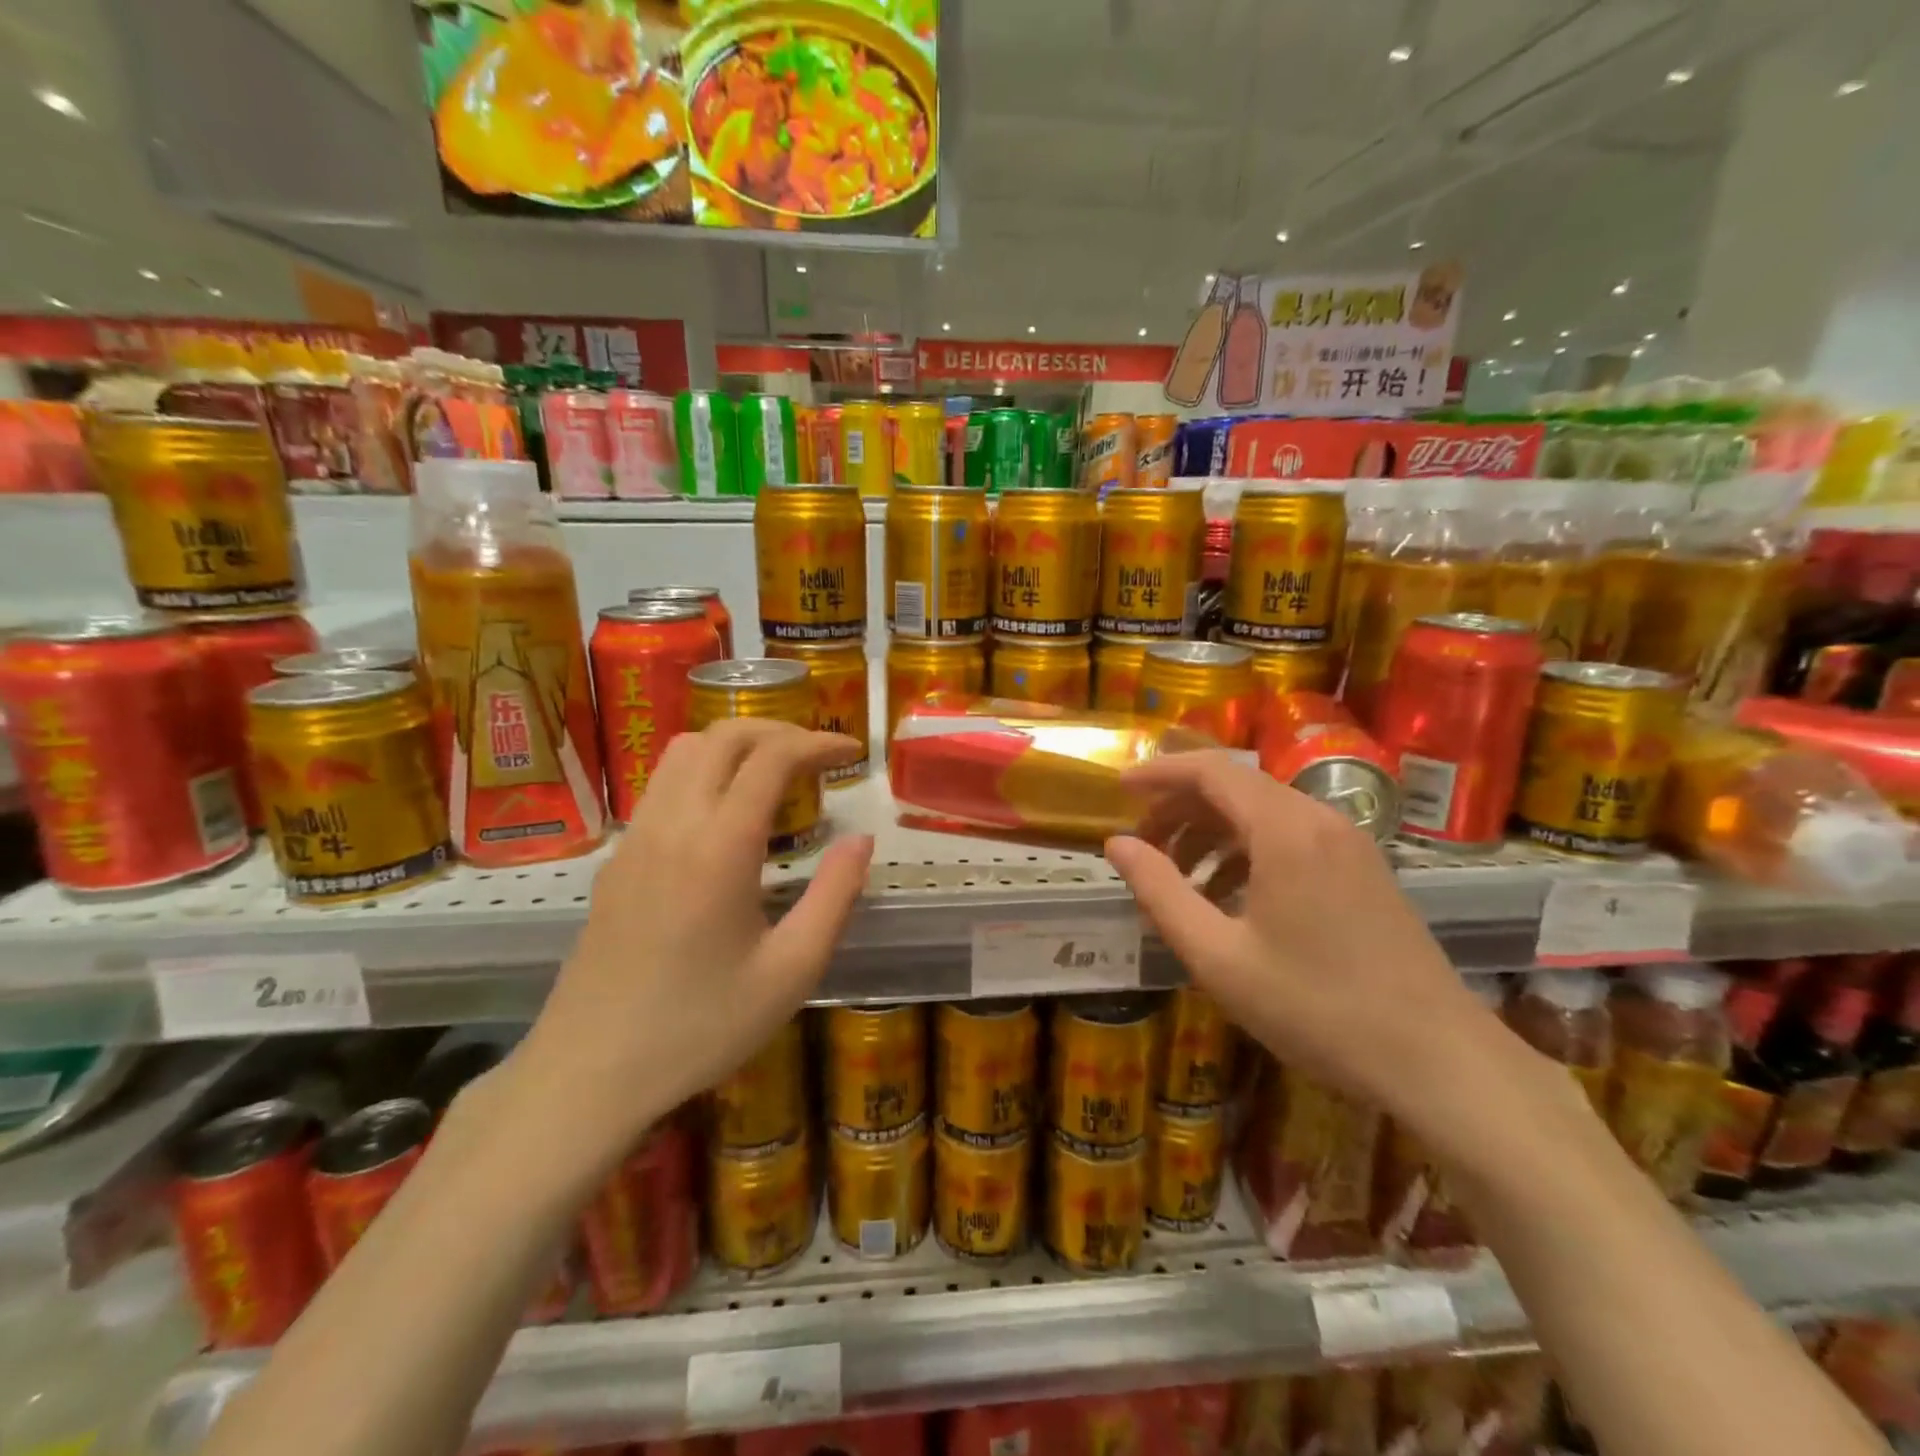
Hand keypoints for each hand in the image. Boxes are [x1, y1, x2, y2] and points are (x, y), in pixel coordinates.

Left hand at [509, 719, 871, 1168]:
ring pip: (685, 751)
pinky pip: (663, 784)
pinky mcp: (617, 859)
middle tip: (818, 757)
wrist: (589, 1073)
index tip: (852, 753)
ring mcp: (635, 838)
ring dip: (736, 745)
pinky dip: (705, 771)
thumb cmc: (701, 1027)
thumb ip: (835, 895)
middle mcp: (673, 824)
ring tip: (775, 775)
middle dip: (778, 730)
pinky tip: (727, 816)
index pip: (771, 757)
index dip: (817, 743)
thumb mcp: (791, 971)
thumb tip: (862, 840)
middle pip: (723, 736)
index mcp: (720, 846)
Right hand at [1104, 751, 1509, 1119]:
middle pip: (1235, 787)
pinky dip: (1247, 852)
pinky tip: (1228, 898)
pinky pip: (1291, 838)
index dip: (1160, 772)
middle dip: (1180, 808)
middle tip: (1142, 846)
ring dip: (1211, 833)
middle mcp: (1320, 820)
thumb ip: (1160, 893)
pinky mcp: (1363, 870)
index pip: (1211, 771)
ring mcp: (1349, 844)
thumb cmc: (1317, 1008)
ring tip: (1177, 878)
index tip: (1119, 787)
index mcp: (1285, 829)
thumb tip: (1116, 845)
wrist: (1439, 1061)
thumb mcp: (1218, 956)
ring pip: (1263, 813)